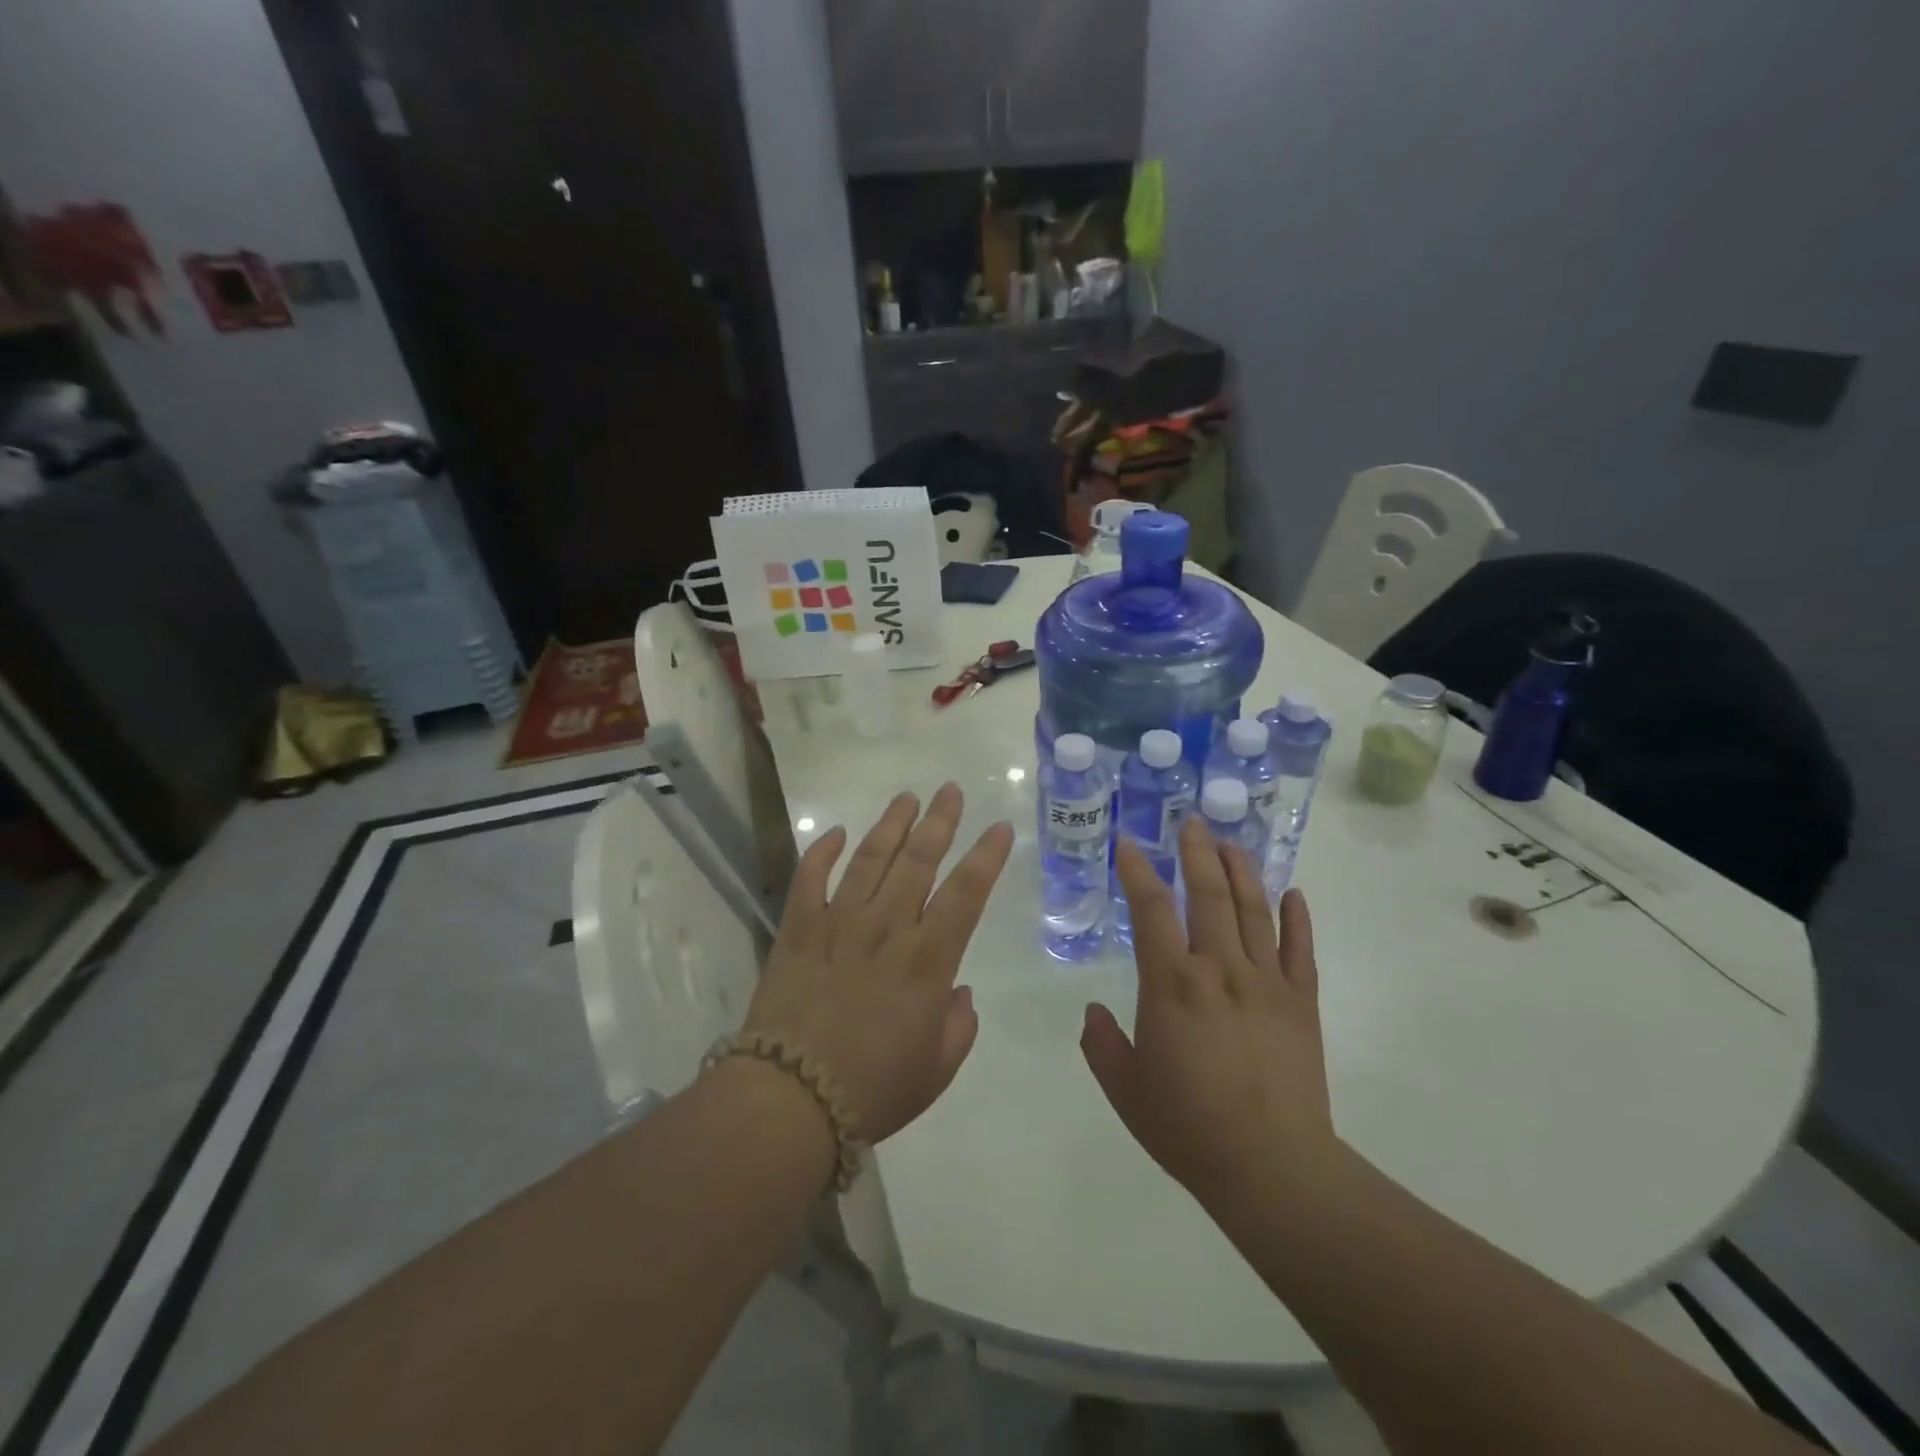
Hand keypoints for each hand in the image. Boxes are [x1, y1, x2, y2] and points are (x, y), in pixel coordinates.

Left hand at [742, 784, 1013, 1144]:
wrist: (790, 1100)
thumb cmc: (873, 1090)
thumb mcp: (936, 1070)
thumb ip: (957, 1026)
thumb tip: (958, 992)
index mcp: (927, 960)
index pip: (966, 893)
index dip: (986, 857)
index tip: (1000, 828)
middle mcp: (886, 928)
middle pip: (918, 860)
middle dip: (939, 821)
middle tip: (950, 790)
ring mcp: (838, 923)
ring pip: (869, 859)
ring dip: (890, 824)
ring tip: (906, 798)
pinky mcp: (798, 931)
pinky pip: (809, 879)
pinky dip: (821, 853)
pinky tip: (834, 834)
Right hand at [1081, 816, 1334, 1209]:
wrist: (1272, 1168)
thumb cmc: (1189, 1127)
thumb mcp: (1126, 1090)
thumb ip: (1101, 1045)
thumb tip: (1092, 1013)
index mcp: (1172, 984)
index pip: (1151, 910)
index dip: (1137, 871)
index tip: (1128, 843)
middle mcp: (1219, 969)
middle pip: (1207, 895)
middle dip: (1197, 853)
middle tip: (1192, 821)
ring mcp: (1266, 982)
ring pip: (1253, 910)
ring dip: (1241, 871)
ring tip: (1231, 842)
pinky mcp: (1301, 1003)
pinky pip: (1299, 949)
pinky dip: (1296, 917)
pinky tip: (1291, 893)